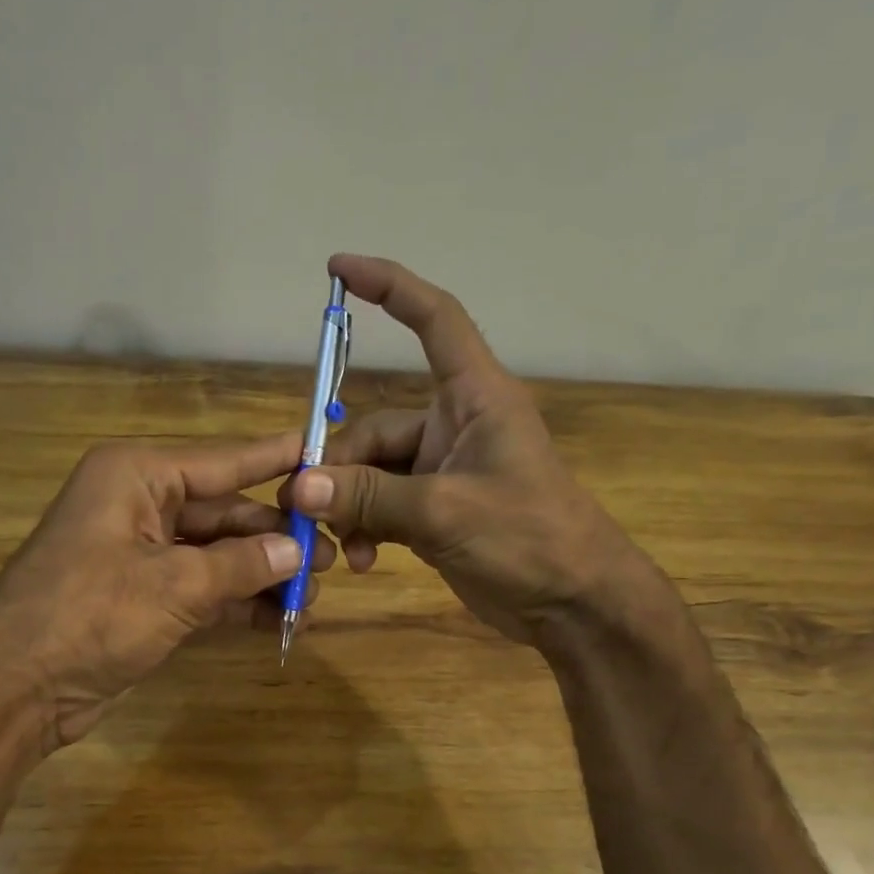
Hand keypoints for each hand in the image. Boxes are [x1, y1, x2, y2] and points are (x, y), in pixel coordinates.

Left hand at [0, 434, 333, 750]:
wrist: (16, 688)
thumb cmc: (91, 616)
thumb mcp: (174, 586)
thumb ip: (240, 565)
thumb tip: (296, 551)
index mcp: (137, 477)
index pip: (222, 462)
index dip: (273, 460)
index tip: (321, 453)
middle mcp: (139, 506)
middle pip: (223, 513)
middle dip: (275, 538)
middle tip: (331, 557)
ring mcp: (140, 555)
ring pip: (216, 555)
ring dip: (261, 575)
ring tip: (314, 596)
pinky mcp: (142, 598)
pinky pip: (202, 589)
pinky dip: (236, 603)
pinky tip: (280, 619)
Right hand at [281, 254, 658, 647]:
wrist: (573, 603)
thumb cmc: (529, 538)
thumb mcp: (445, 512)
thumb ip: (371, 497)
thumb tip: (300, 486)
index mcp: (475, 398)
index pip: (435, 320)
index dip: (390, 287)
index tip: (338, 270)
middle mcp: (455, 426)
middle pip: (375, 427)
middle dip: (340, 468)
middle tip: (307, 506)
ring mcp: (443, 472)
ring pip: (372, 474)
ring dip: (349, 508)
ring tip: (341, 548)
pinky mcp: (434, 512)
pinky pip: (382, 507)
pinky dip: (365, 529)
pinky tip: (360, 560)